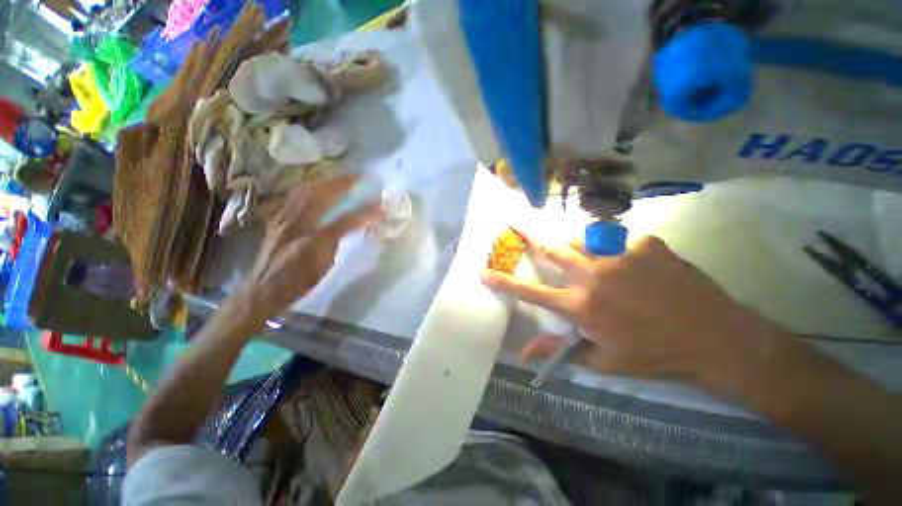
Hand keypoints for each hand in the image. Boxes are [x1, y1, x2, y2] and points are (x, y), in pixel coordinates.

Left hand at [240, 175, 379, 325]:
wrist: (262, 290)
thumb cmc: (297, 283)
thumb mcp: (323, 266)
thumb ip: (337, 242)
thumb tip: (351, 225)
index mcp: (311, 242)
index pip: (343, 220)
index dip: (363, 212)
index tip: (378, 205)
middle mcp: (295, 225)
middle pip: (320, 196)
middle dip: (342, 183)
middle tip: (359, 178)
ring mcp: (282, 220)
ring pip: (304, 191)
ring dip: (325, 181)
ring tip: (341, 177)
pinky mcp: (276, 220)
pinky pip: (294, 197)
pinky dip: (310, 187)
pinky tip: (317, 186)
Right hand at [481, 231, 783, 386]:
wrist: (716, 339)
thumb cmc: (654, 355)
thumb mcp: (602, 359)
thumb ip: (560, 349)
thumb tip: (524, 355)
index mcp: (581, 305)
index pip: (530, 292)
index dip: (504, 281)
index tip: (485, 272)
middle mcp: (594, 275)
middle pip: (553, 250)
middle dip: (531, 237)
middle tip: (517, 223)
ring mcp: (621, 255)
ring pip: (582, 240)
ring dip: (576, 247)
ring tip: (585, 256)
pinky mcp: (646, 244)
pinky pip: (619, 240)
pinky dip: (616, 250)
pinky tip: (633, 264)